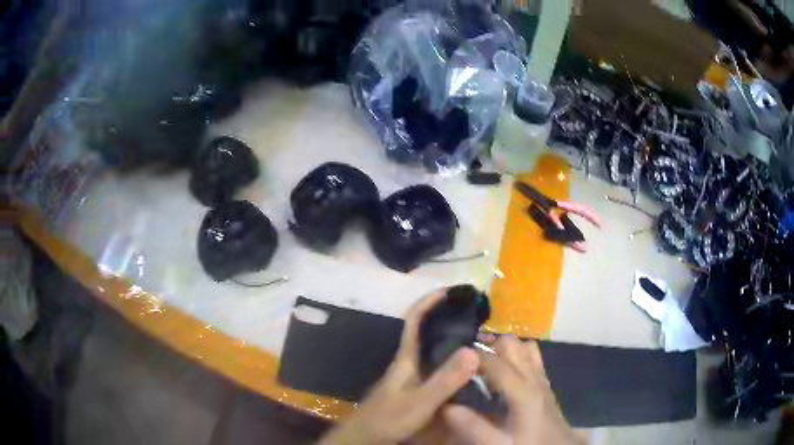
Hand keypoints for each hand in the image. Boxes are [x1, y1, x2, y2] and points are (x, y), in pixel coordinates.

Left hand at [320, 290, 479, 444]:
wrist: (366, 436)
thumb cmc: (389, 418)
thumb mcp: (420, 401)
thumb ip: (444, 380)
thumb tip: (472, 350)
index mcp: (406, 358)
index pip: (414, 320)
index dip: (429, 301)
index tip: (450, 290)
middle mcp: (408, 361)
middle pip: (425, 331)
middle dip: (446, 317)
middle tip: (474, 314)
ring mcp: (410, 375)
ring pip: (432, 349)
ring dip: (451, 338)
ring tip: (477, 336)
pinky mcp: (414, 387)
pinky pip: (435, 365)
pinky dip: (450, 359)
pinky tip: (466, 368)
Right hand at [443, 336, 582, 444]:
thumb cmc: (529, 444)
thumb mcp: (498, 443)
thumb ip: (472, 426)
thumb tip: (445, 405)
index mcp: (522, 390)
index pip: (494, 361)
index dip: (471, 355)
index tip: (451, 358)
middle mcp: (533, 377)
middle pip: (511, 344)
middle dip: (487, 346)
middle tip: (466, 361)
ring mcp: (541, 377)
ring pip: (523, 346)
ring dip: (503, 349)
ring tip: (484, 365)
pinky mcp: (545, 382)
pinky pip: (532, 356)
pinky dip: (516, 355)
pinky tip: (504, 372)